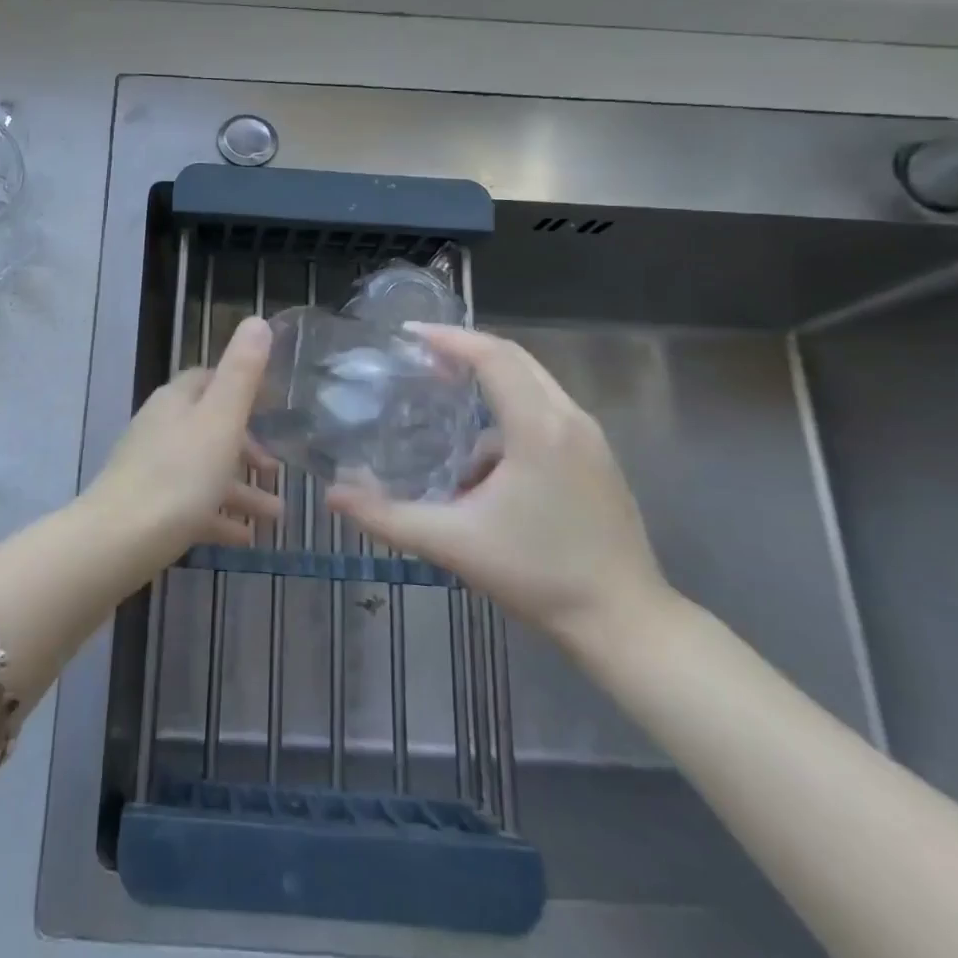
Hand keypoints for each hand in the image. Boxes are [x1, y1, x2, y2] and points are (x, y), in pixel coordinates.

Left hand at [86, 316, 280, 555]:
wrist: (118, 541)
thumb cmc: (178, 476)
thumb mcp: (220, 420)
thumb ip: (242, 372)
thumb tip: (257, 321)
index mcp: (176, 401)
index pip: (208, 379)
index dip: (241, 388)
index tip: (274, 406)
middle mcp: (161, 428)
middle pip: (209, 427)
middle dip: (246, 446)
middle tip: (277, 467)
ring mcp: (152, 469)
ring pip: (205, 469)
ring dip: (241, 487)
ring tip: (276, 514)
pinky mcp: (149, 507)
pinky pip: (192, 504)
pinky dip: (219, 515)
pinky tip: (246, 537)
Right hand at [328, 325, 670, 649]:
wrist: (625, 622)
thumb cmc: (537, 575)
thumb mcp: (452, 543)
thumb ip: (386, 517)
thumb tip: (332, 495)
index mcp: (537, 428)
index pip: (491, 356)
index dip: (448, 338)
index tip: (406, 335)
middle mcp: (569, 419)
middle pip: (514, 358)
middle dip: (465, 350)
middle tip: (419, 357)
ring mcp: (589, 438)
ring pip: (532, 384)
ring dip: (487, 382)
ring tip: (442, 401)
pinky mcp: (596, 458)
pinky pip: (545, 411)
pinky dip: (507, 413)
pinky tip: (480, 460)